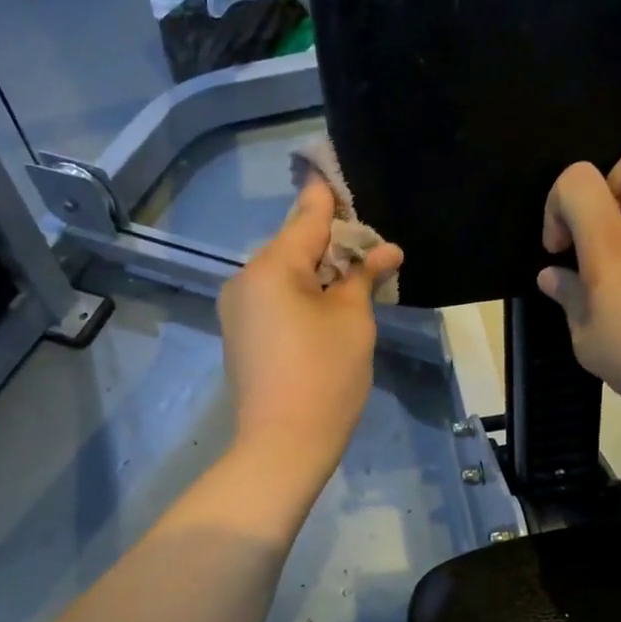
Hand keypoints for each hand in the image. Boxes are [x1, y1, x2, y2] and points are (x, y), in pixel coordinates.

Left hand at [218, 176, 403, 484]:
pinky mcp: (238, 332)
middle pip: (293, 244)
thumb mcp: (352, 320)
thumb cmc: (325, 376)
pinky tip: (325, 306)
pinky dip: (299, 294)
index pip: (307, 216)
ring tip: (353, 280)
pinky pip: (272, 297)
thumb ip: (362, 276)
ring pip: (283, 273)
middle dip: (331, 243)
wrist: (282, 445)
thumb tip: (383, 251)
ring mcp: (236, 307)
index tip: (339, 176)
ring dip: (317, 271)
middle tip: (369, 248)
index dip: (329, 196)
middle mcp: (244, 278)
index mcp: (272, 266)